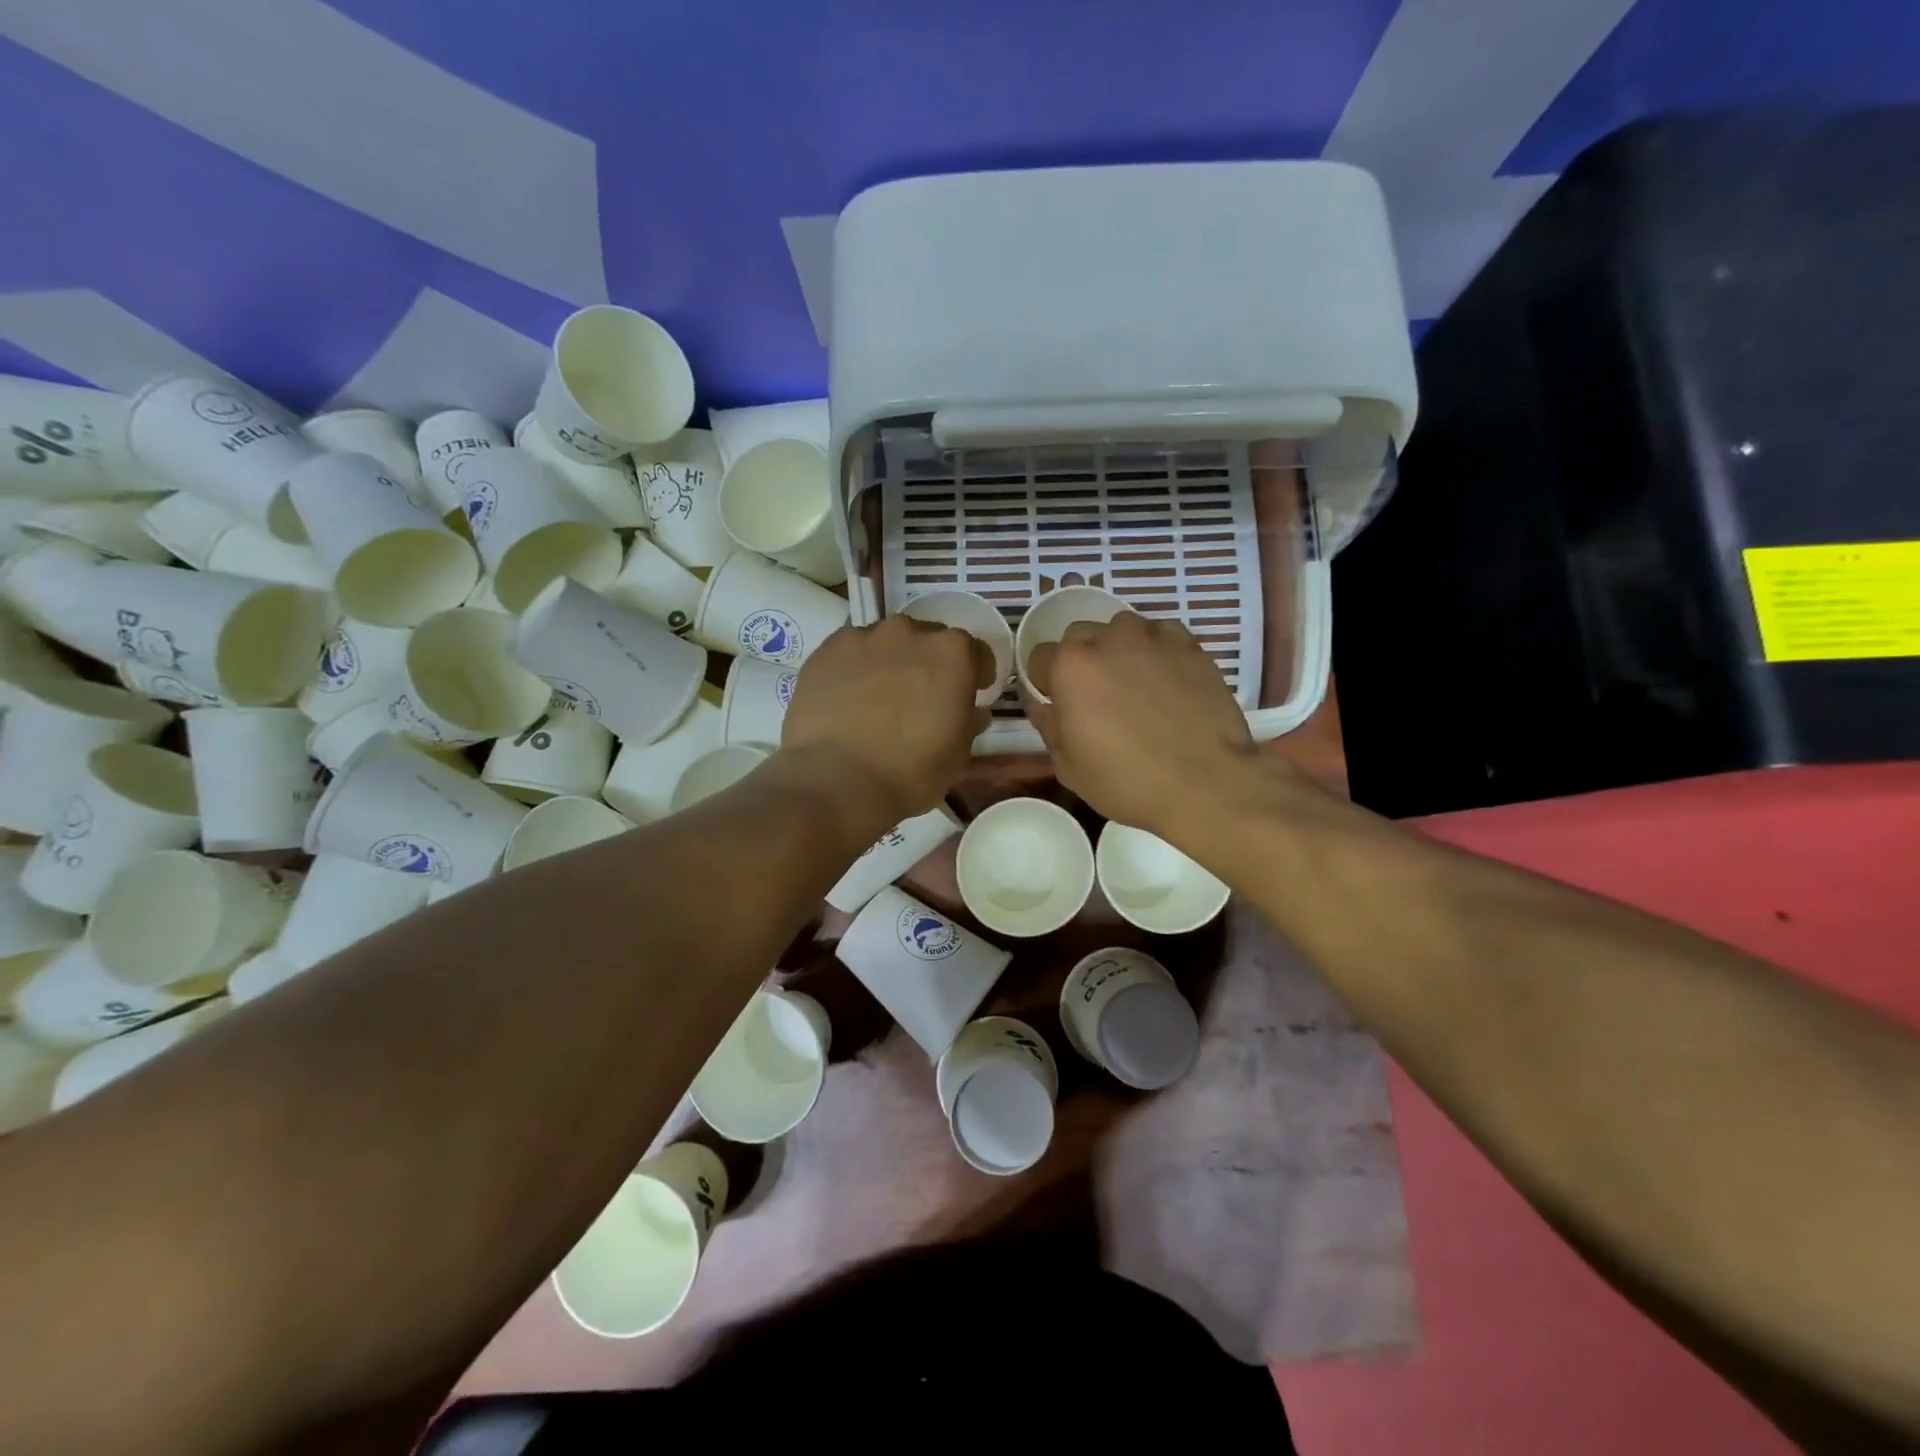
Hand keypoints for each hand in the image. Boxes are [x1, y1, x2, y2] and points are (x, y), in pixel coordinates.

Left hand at [780, 616, 986, 827]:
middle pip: (928, 640)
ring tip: (880, 697)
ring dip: (891, 662)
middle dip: (930, 664)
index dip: (976, 673)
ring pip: (886, 643)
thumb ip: (968, 723)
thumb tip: (973, 712)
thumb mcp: (957, 755)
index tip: (972, 692)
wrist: (837, 781)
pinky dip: (855, 668)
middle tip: (922, 697)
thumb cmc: (910, 772)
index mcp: (952, 653)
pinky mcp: (826, 651)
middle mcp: (909, 632)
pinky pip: (850, 652)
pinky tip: (848, 697)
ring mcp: (864, 637)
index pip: (975, 651)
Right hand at [1025, 612, 1261, 843]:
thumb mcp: (1070, 767)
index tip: (1059, 704)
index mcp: (1070, 667)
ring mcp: (1152, 637)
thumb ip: (1050, 727)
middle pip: (1079, 636)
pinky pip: (1161, 635)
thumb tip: (1043, 706)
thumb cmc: (1128, 782)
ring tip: (1134, 684)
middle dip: (1080, 660)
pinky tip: (1166, 679)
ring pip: (1121, 629)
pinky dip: (1156, 650)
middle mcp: (1108, 640)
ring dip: (1118, 650)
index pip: (1040, 657)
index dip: (1045, 682)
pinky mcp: (1189, 644)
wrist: (1207, 784)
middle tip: (1097, 696)